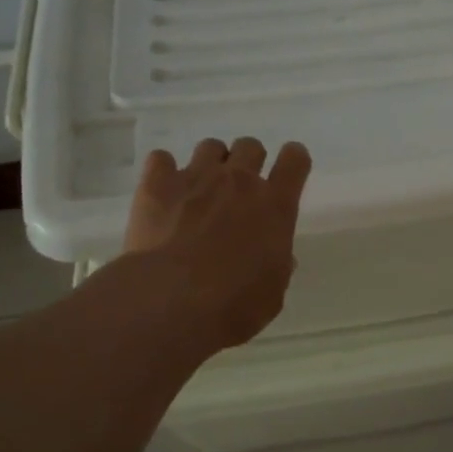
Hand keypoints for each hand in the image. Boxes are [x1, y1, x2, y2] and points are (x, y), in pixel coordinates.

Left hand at [123, 136, 311, 350]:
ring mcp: (197, 177)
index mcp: (275, 205)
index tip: (288, 171)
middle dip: (248, 162)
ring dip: (210, 164)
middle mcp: (239, 181)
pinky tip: (162, 194)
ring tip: (200, 191)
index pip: (295, 160)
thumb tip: (278, 256)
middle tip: (238, 191)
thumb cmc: (233, 305)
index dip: (293, 160)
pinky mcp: (157, 184)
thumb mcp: (272, 294)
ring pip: (210, 146)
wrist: (171, 301)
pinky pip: (160, 158)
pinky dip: (163, 172)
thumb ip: (278, 267)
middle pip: (251, 146)